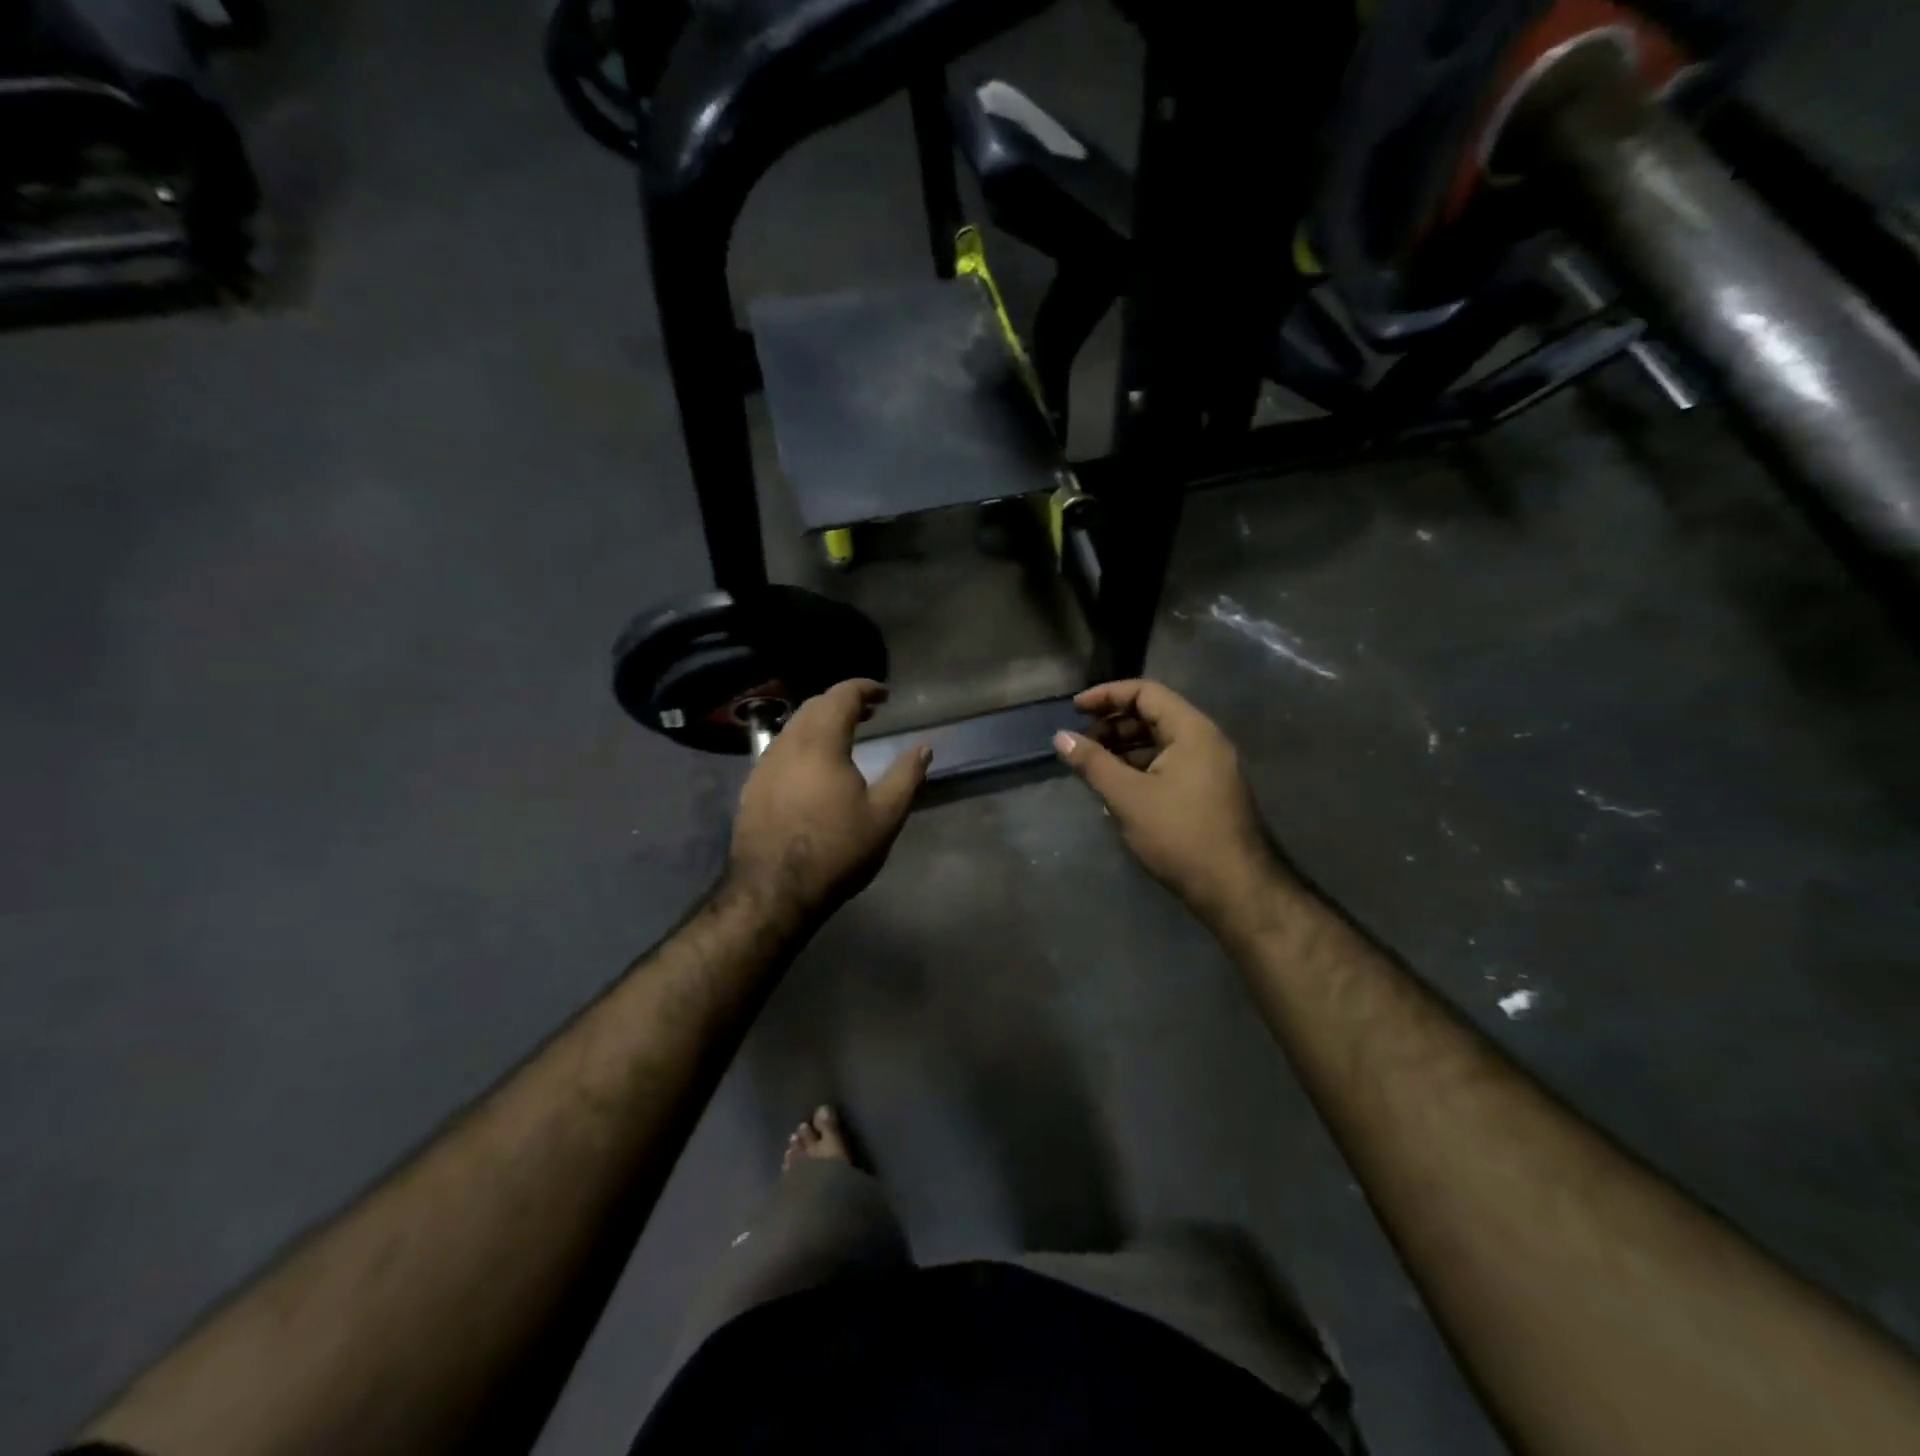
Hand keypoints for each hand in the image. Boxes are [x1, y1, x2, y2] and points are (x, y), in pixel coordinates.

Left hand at [729, 680, 930, 921]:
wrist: (774, 890)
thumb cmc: (837, 850)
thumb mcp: (885, 816)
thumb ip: (907, 776)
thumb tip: (924, 748)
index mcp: (821, 742)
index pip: (841, 696)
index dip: (864, 688)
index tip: (884, 694)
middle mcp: (788, 744)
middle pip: (815, 706)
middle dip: (843, 702)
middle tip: (869, 712)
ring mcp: (764, 765)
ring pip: (794, 727)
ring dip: (821, 721)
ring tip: (845, 735)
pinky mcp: (752, 786)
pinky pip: (781, 749)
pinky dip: (803, 742)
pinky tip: (814, 766)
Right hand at [1055, 680, 1279, 921]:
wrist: (1234, 888)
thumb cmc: (1179, 835)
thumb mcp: (1128, 797)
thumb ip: (1093, 762)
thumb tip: (1060, 737)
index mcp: (1192, 731)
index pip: (1146, 692)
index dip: (1107, 695)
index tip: (1074, 709)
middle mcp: (1205, 741)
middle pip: (1153, 715)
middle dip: (1113, 724)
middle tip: (1081, 742)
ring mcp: (1209, 768)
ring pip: (1160, 742)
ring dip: (1124, 748)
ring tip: (1093, 766)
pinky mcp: (1207, 792)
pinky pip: (1168, 765)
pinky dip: (1140, 768)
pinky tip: (1117, 788)